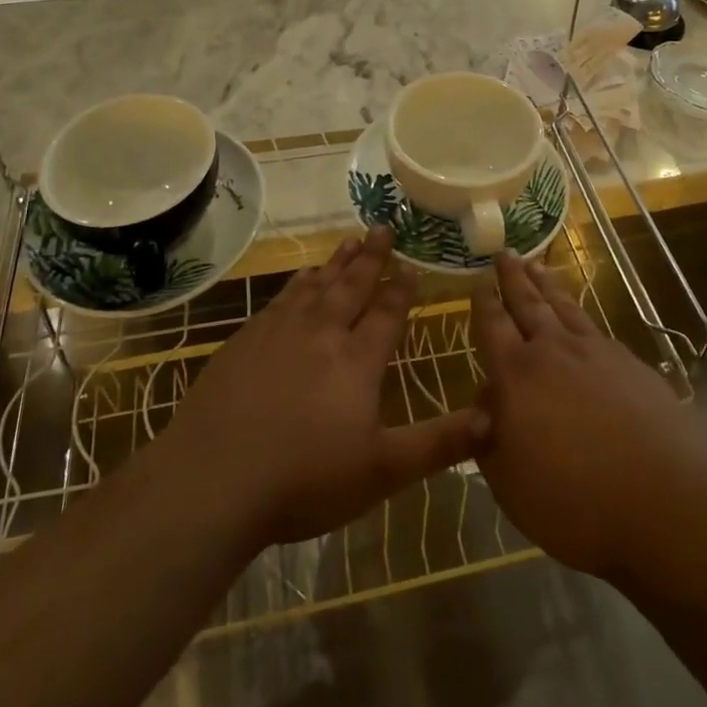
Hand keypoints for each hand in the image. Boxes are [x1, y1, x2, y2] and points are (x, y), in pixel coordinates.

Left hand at [161, 227, 483, 545]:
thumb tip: (493, 418)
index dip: (401, 288)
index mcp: (357, 360)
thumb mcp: (381, 471)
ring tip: (350, 240)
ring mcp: (280, 331)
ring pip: (317, 285)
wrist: (214, 477)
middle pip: (352, 285)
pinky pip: (282, 297)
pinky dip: (299, 282)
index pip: (387, 312)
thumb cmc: (305, 479)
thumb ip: (437, 444)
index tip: (412, 264)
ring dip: (337, 262)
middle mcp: (322, 332)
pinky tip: (302, 277)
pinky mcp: (246, 339)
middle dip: (372, 256)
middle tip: (383, 227)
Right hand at [470, 253, 706, 580]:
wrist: (666, 506)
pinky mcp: (632, 365)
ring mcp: (597, 353)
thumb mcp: (509, 482)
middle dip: (513, 277)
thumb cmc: (575, 504)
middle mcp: (554, 351)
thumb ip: (489, 436)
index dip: (484, 302)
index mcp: (517, 375)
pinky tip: (579, 316)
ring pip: (564, 307)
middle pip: (528, 303)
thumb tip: (487, 400)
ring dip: (546, 285)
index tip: (479, 281)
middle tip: (505, 253)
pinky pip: (595, 327)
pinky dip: (580, 312)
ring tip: (536, 265)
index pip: (493, 325)